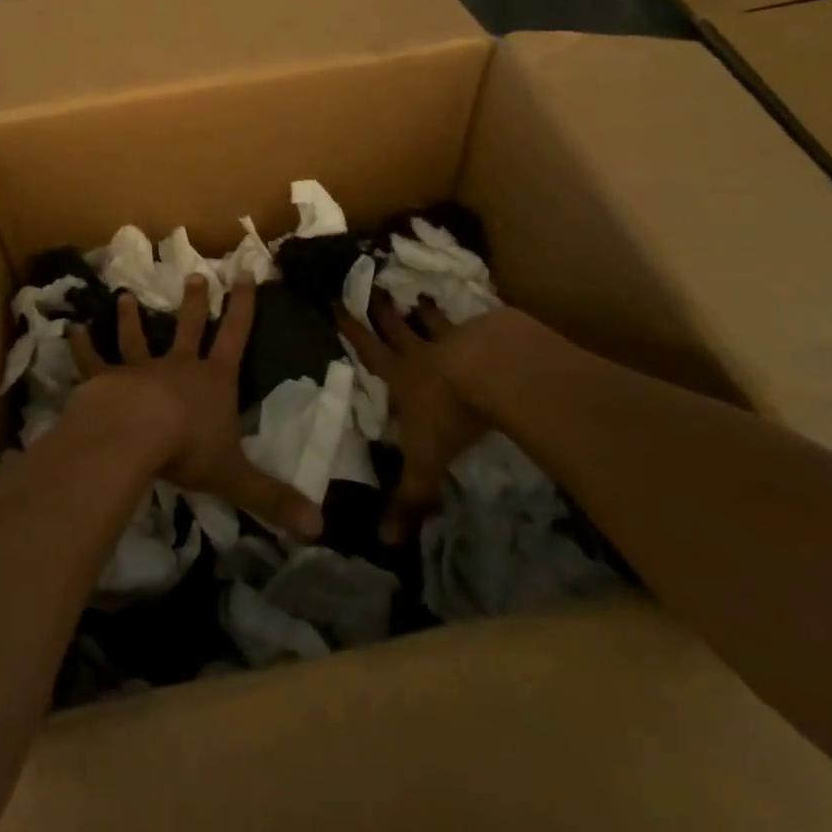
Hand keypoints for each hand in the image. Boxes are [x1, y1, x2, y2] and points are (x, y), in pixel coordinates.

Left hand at [71, 277, 324, 538]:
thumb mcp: (236, 477)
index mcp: (213, 381)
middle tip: (195, 274)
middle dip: (194, 302)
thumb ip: (273, 498)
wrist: (135, 434)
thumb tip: (319, 526)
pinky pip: (92, 360)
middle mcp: (178, 367)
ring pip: (136, 338)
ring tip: (125, 296)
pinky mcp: (105, 380)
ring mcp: (139, 370)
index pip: (235, 336)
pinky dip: (82, 346)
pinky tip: (72, 329)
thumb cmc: (188, 448)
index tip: (245, 273)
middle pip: (188, 327)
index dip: (243, 306)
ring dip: (131, 318)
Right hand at [337, 295, 490, 543]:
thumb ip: (408, 497)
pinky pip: (479, 321)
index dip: (351, 330)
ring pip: (436, 320)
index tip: (336, 303)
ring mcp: (459, 336)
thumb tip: (384, 544)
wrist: (496, 374)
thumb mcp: (425, 462)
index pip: (370, 351)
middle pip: (398, 327)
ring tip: (420, 296)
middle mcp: (424, 352)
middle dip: (383, 310)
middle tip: (374, 288)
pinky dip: (477, 317)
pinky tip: (483, 312)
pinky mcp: (492, 331)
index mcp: (402, 376)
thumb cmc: (450, 415)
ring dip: (427, 311)